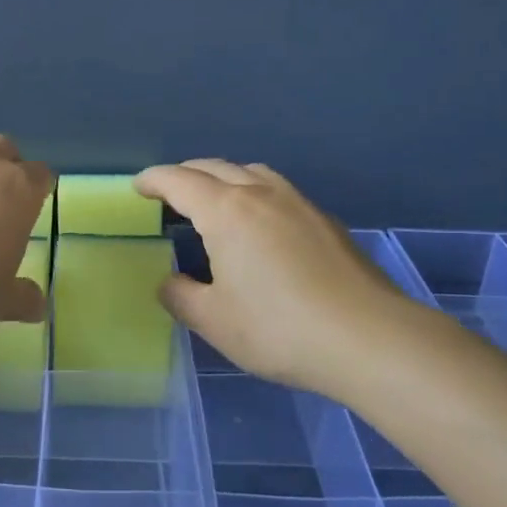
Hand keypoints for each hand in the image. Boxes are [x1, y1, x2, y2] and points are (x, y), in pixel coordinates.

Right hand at [133, 160, 416, 396]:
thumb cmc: (279, 329)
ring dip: (224, 177)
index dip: (153, 180)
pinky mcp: (325, 220)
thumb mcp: (214, 321)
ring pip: (251, 172)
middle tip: (169, 193)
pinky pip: (277, 191)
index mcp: (226, 211)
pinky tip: (261, 225)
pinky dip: (254, 193)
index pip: (178, 181)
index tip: (138, 187)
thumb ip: (181, 296)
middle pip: (214, 167)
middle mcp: (260, 194)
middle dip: (185, 174)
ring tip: (215, 201)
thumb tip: (170, 282)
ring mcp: (297, 203)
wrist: (368, 338)